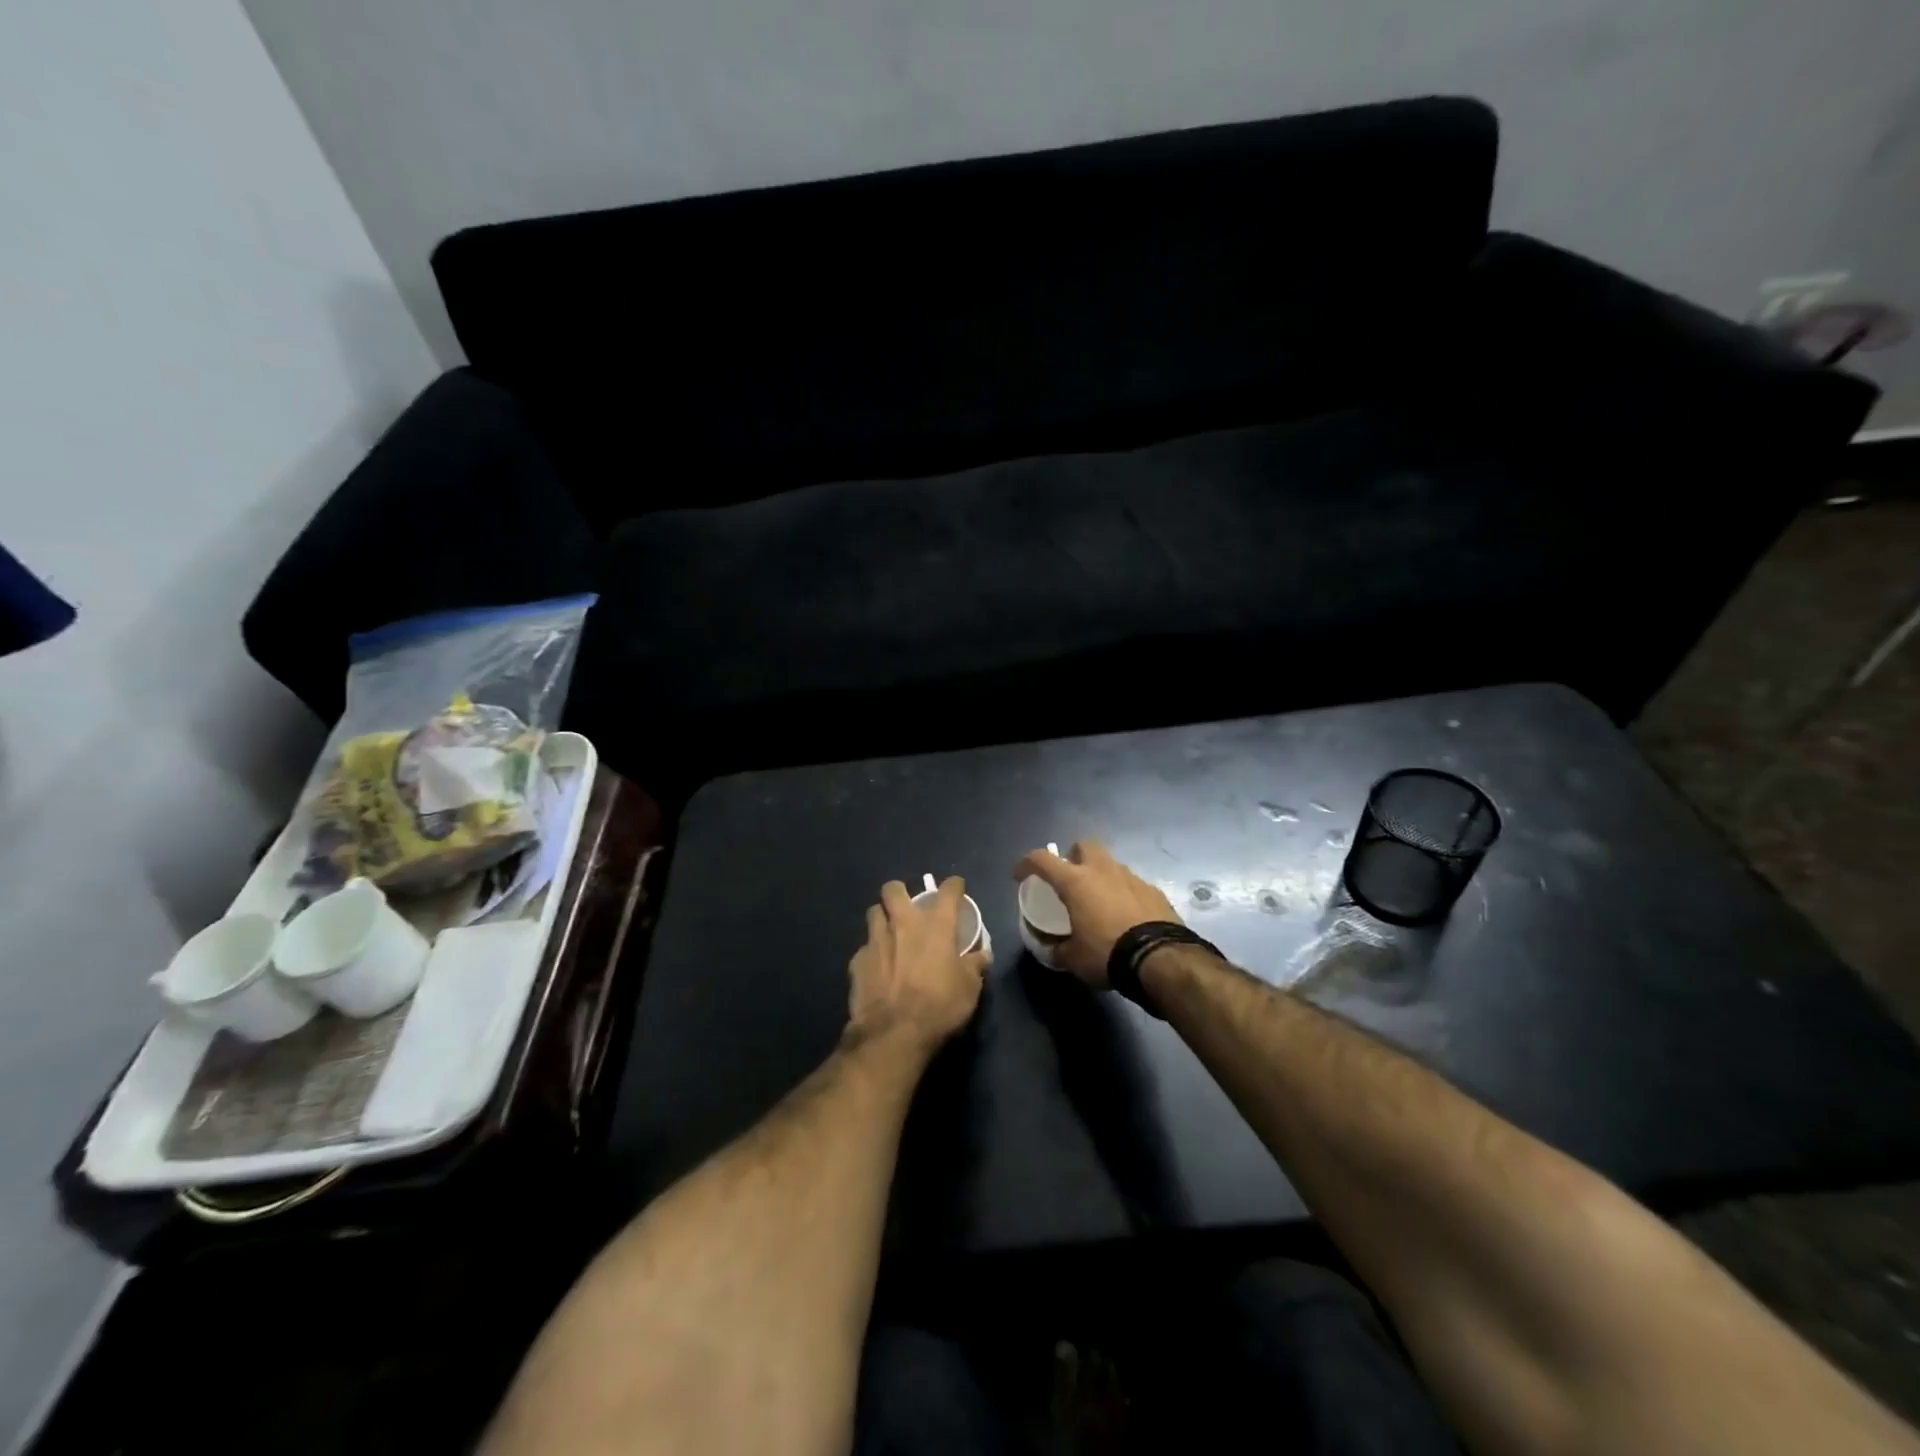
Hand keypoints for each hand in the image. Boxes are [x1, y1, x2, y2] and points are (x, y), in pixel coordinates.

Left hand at [846, 877, 988, 1053]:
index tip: (956, 889)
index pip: (948, 890)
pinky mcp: (857, 961)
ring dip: (883, 918)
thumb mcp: (969, 989)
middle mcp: (904, 922)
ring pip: (873, 912)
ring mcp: (876, 939)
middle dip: (900, 892)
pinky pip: (864, 947)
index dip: (954, 886)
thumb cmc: (939, 1006)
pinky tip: (878, 967)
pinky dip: (872, 952)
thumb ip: (975, 966)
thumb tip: (982, 955)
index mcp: (936, 924)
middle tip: (909, 907)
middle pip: (894, 889)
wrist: (893, 1033)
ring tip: (890, 933)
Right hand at [1011, 840, 1182, 987]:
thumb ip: (1057, 949)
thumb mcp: (1073, 959)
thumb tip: (1050, 949)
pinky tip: (1125, 915)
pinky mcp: (1153, 890)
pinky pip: (1131, 884)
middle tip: (1069, 879)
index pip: (1042, 860)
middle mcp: (1103, 870)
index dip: (1026, 864)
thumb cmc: (1107, 953)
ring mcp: (1131, 877)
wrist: (1161, 958)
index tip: (1019, 875)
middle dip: (1073, 857)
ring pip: (1110, 864)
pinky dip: (1123, 893)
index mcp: (1076, 882)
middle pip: (1083, 846)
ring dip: (1100, 875)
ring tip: (1098, 900)